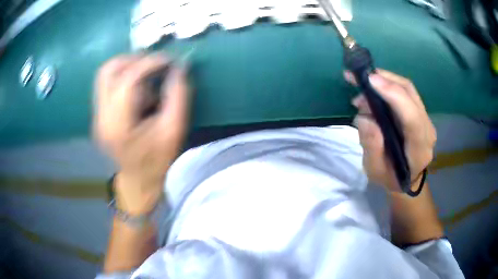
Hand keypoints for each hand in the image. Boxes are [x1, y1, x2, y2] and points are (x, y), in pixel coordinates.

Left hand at [94, 54, 188, 213]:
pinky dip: (124, 79)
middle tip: (154, 64)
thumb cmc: (157, 161)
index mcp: (118, 125)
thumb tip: (179, 67)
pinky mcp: (99, 115)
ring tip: (147, 76)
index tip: (169, 61)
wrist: (138, 182)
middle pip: (107, 71)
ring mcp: (97, 115)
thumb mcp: (174, 130)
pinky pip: (108, 85)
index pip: (127, 80)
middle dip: (133, 59)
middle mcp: (101, 117)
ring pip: (105, 75)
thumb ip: (178, 95)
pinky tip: (139, 91)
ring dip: (127, 67)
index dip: (150, 63)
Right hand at [344, 69, 435, 191]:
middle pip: (410, 94)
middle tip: (359, 78)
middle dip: (385, 79)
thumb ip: (372, 147)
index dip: (393, 95)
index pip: (411, 117)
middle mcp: (427, 128)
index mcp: (419, 148)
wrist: (406, 180)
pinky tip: (374, 89)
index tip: (370, 81)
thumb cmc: (391, 178)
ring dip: (385, 79)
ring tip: (362, 85)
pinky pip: (406, 92)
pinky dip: (388, 84)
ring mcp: (425, 118)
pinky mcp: (419, 112)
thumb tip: (364, 117)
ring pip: (408, 88)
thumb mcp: (376, 170)